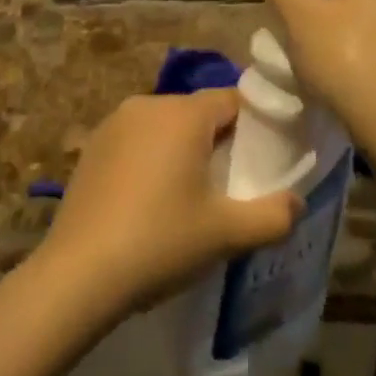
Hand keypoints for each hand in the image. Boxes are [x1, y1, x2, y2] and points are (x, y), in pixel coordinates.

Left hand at [36, 90, 300, 322]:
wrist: (77, 275)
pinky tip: (149, 203)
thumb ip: (273, 216)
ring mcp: (114, 123)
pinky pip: (137, 141)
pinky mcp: (92, 147)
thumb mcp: (226, 234)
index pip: (234, 100)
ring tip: (190, 198)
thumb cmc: (160, 242)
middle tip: (230, 186)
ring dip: (182, 151)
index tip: (263, 160)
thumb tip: (297, 202)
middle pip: (199, 112)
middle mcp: (149, 104)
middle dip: (218, 142)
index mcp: (184, 113)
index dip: (255, 126)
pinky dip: (151, 160)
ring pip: (166, 126)